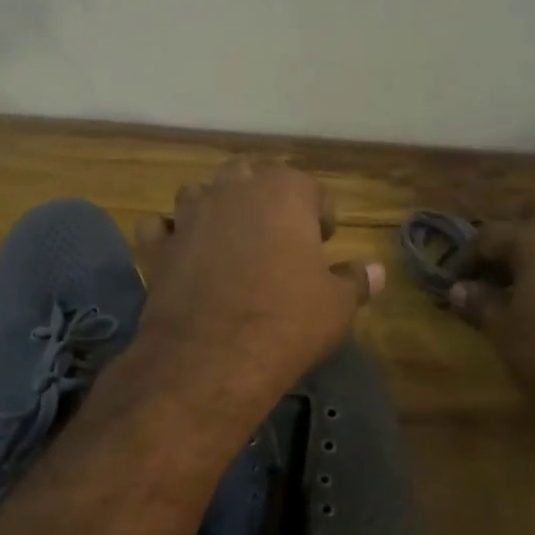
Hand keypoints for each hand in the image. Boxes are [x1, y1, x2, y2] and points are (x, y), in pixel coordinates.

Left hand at [132, 161, 382, 407]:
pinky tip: (182, 255)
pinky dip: (170, 236)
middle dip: (265, 199)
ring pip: (200, 193)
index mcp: (283, 192)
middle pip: (250, 177)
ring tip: (229, 242)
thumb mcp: (336, 306)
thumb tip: (377, 271)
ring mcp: (189, 215)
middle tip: (277, 237)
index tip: (325, 242)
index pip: (311, 189)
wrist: (211, 357)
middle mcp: (232, 191)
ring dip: (215, 209)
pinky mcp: (157, 247)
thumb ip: (356, 280)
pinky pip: (160, 228)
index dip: (322, 215)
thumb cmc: (286, 322)